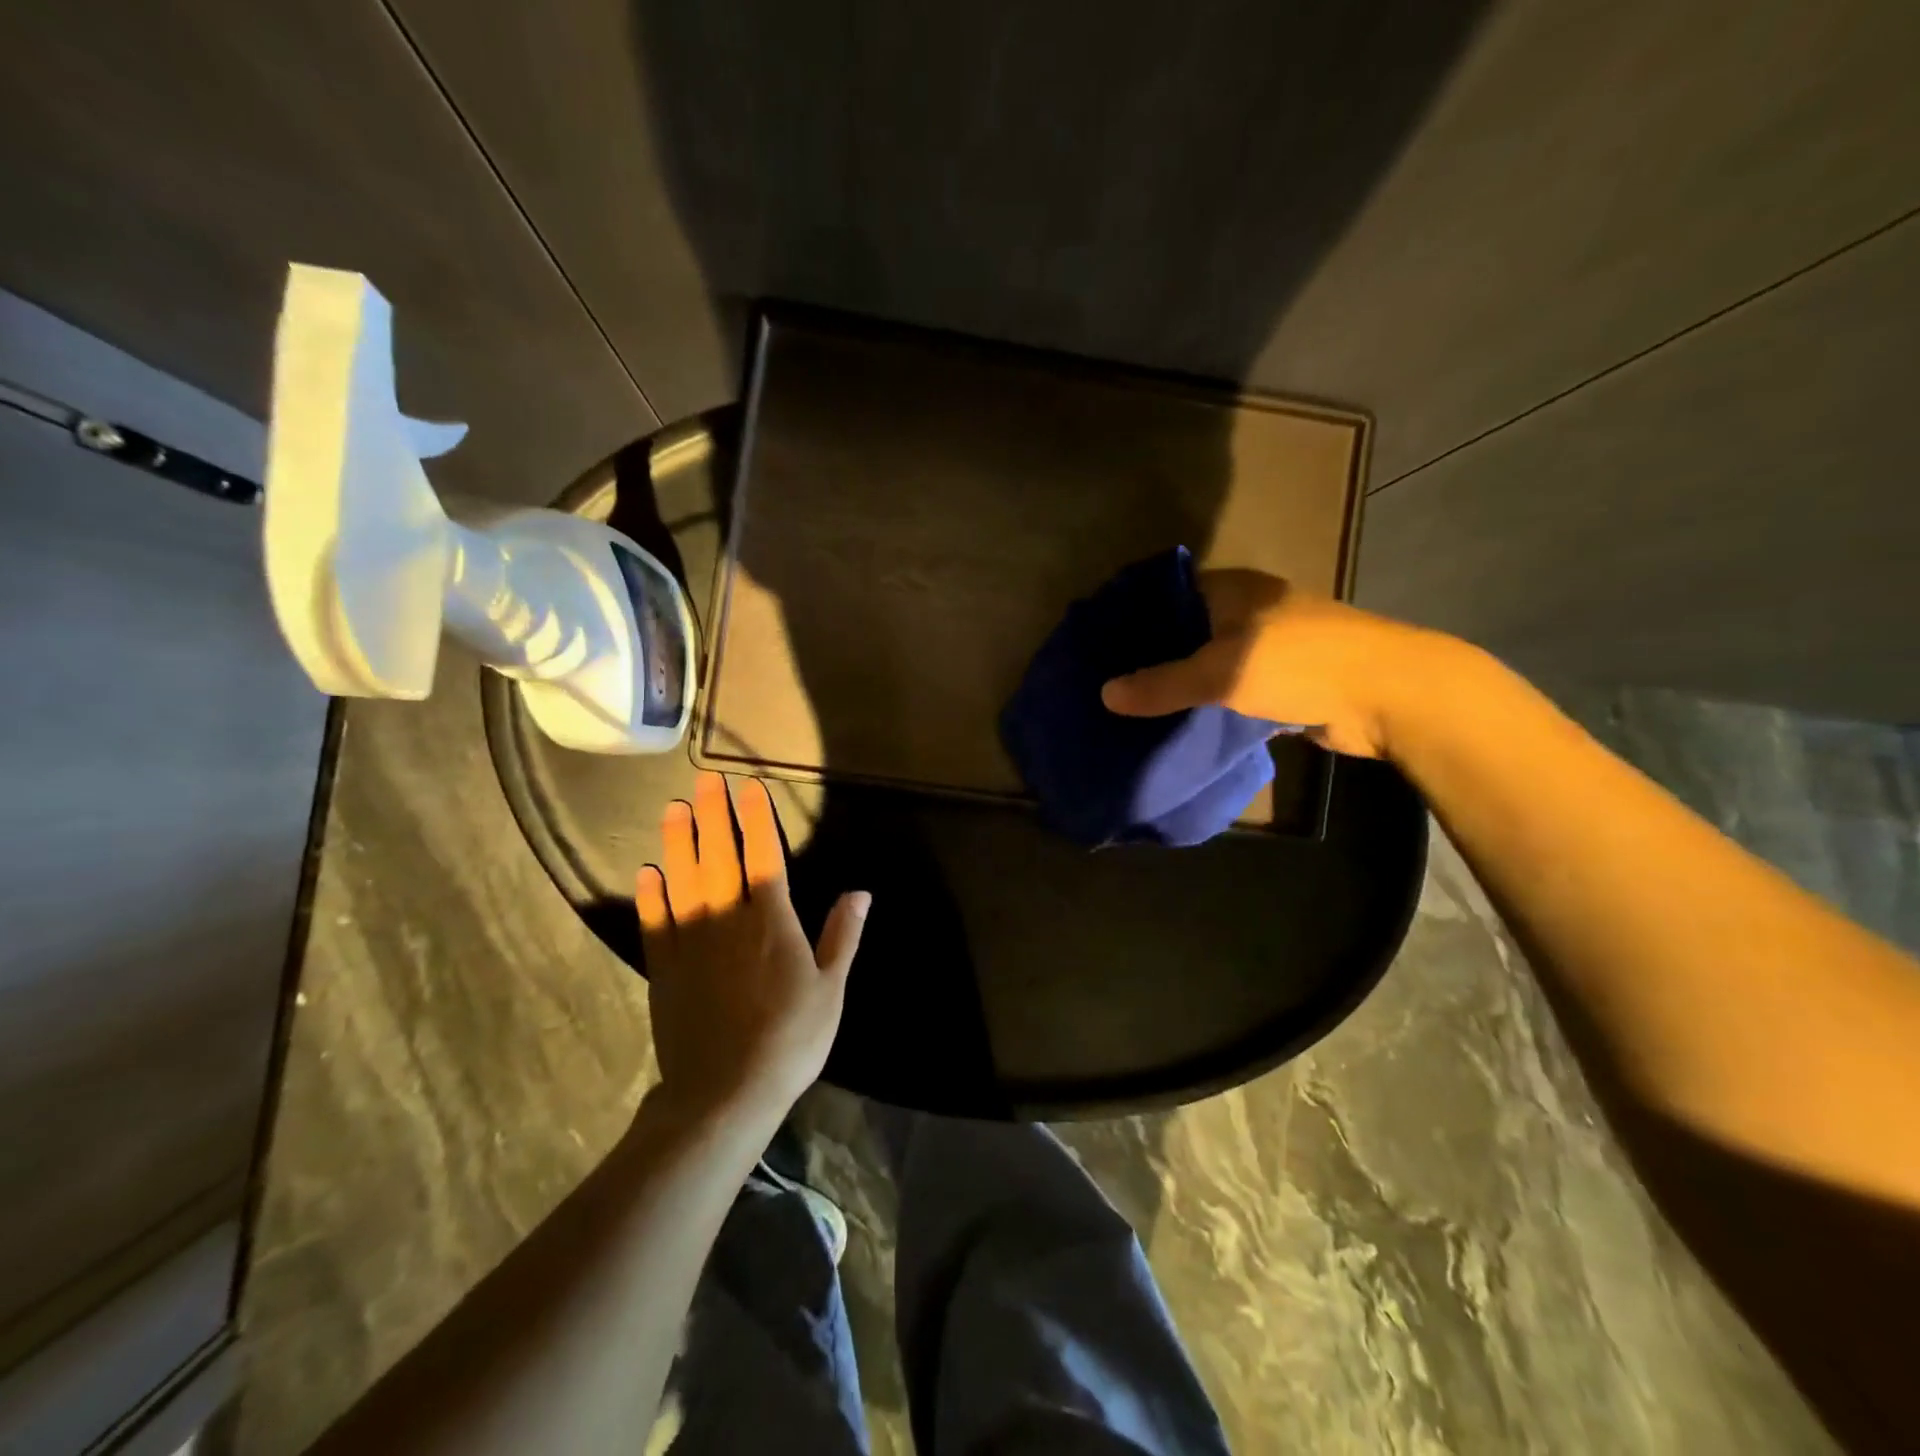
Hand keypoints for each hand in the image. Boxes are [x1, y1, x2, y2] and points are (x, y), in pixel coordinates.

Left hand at [636, 772, 870, 1126]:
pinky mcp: (665, 968)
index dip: (757, 818)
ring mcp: (691, 941)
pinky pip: (656, 921)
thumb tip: (860, 891)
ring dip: (678, 842)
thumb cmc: (790, 1040)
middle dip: (713, 815)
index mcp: (772, 920)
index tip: (748, 786)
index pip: (764, 855)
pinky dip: (652, 894)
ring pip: (683, 879)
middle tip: (704, 780)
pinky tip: (647, 872)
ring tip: (674, 809)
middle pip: (719, 855)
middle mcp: (728, 918)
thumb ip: (842, 935)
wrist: (724, 1094)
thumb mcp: (831, 990)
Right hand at [1099, 569, 1442, 759]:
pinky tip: (1176, 722)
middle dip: (1150, 655)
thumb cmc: (1300, 664)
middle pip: (1185, 629)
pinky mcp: (1281, 680)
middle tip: (1107, 681)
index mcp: (1232, 589)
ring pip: (1208, 662)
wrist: (1390, 695)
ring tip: (1132, 706)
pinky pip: (1230, 689)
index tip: (1098, 643)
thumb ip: (1161, 683)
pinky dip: (1207, 703)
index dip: (1132, 614)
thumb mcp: (1221, 672)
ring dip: (1179, 683)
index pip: (1167, 593)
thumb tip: (1105, 694)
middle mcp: (1248, 610)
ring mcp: (1268, 645)